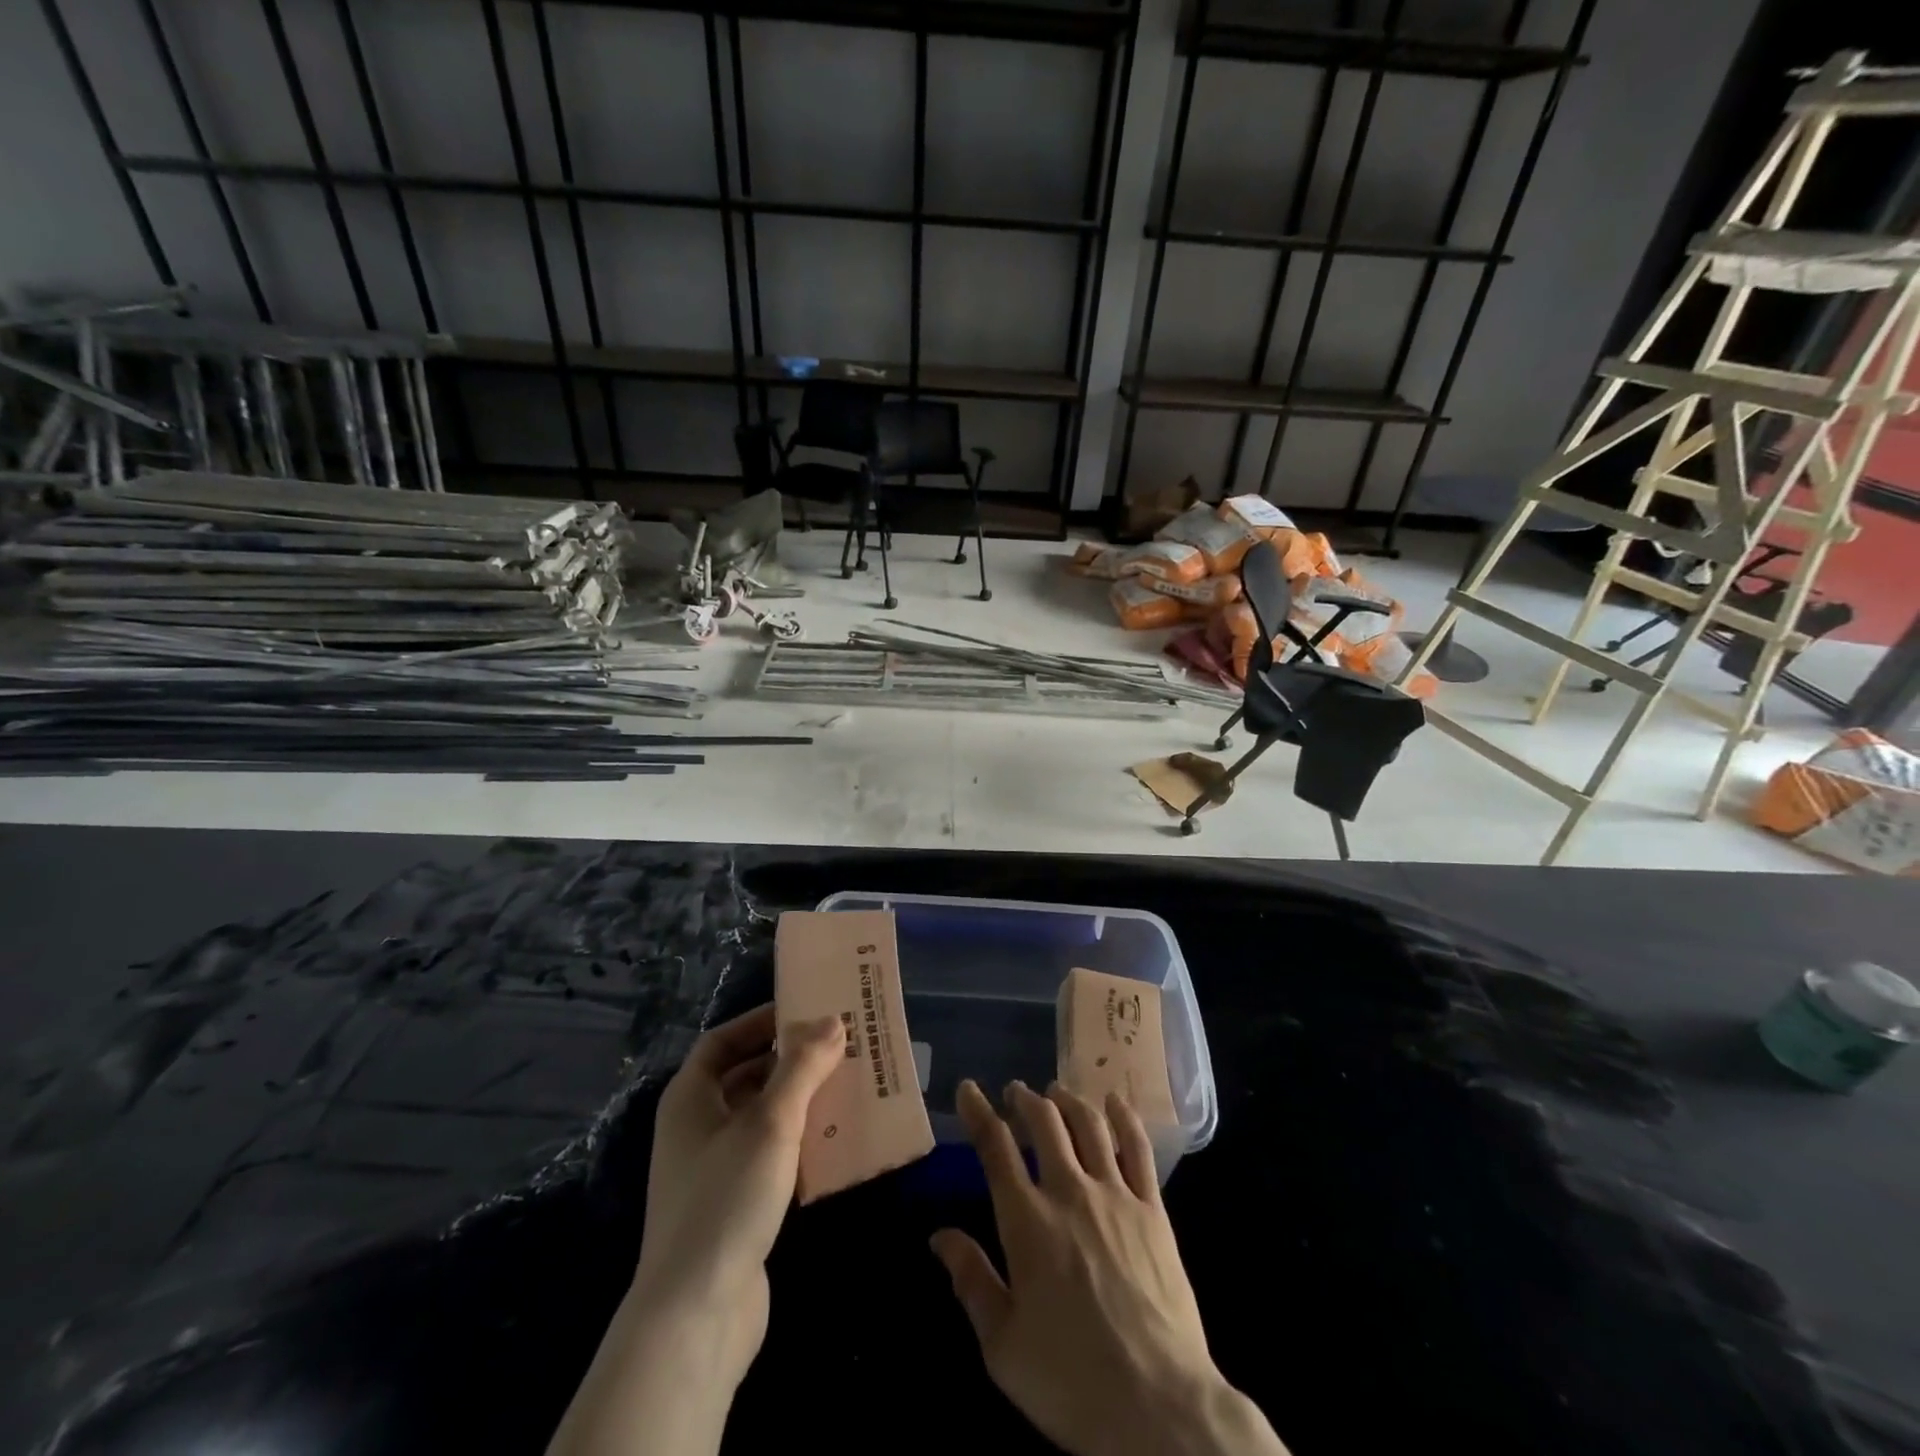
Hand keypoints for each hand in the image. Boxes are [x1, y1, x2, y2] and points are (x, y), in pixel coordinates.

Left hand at [547, 1006, 842, 1455]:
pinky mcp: (735, 1205)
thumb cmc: (727, 1198)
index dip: (761, 1021)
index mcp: (690, 1098)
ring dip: (801, 1101)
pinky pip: (770, 1155)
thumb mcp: (771, 1122)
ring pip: (762, 1118)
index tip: (807, 1011)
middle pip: (747, 1076)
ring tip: (848, 1086)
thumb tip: (833, 1021)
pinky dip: (800, 1142)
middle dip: (791, 1061)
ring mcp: (713, 1169)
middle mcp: (696, 1127)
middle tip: (840, 1047)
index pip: (723, 1041)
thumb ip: (802, 1067)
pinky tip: (837, 1141)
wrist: (696, 1316)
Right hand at [932, 1080, 1286, 1455]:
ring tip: (1056, 1092)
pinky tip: (1115, 1101)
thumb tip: (940, 1236)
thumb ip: (971, 1282)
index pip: (995, 1148)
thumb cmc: (1071, 1381)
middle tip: (1016, 1091)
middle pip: (1044, 1123)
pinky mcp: (1153, 1210)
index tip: (968, 1090)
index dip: (978, 1112)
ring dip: (1068, 1101)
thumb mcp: (1002, 1346)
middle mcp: (1069, 1192)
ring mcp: (1115, 1196)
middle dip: (1025, 1099)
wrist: (1159, 1408)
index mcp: (1027, 1222)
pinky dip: (1124, 1117)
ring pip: (1089, 1125)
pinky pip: (1138, 1149)